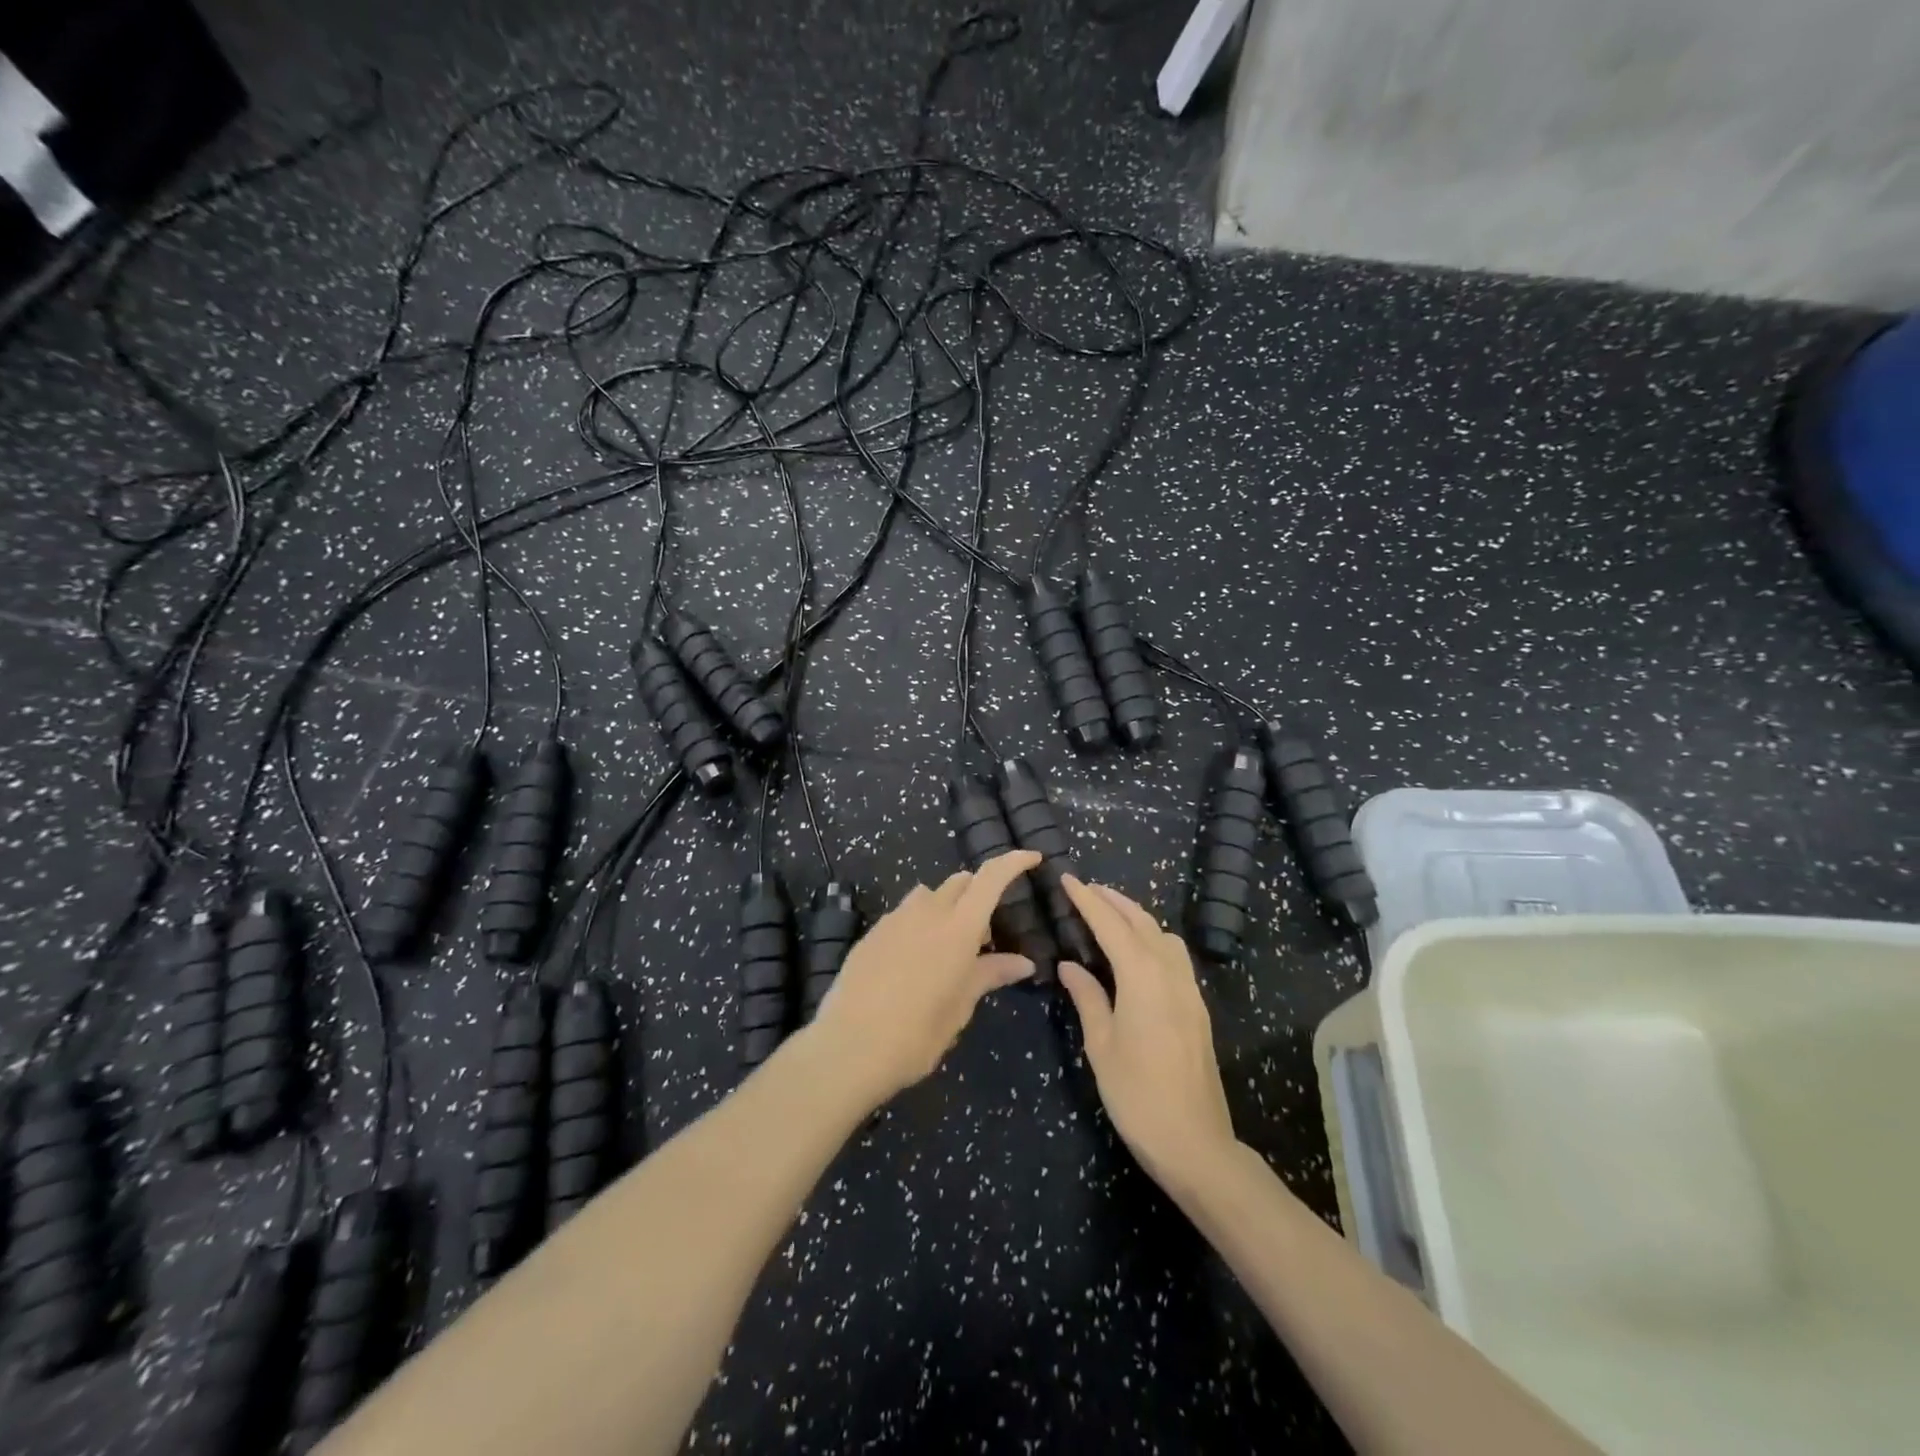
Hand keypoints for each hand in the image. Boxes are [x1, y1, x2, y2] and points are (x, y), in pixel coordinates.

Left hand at [807, 850, 1041, 1106]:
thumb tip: (1024, 962)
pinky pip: (905, 913)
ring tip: (948, 948)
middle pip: (961, 882)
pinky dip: (920, 923)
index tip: (1032, 858)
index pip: (991, 878)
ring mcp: (895, 919)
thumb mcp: (960, 1007)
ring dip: (947, 906)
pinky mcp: (872, 932)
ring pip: (930, 894)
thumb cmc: (916, 1034)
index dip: (1013, 862)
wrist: (848, 1047)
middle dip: (979, 894)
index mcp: (958, 928)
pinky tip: (915, 960)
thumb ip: (990, 975)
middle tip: (985, 937)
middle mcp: (928, 912)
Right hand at [1057, 877, 1238, 1192]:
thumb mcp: (1101, 1046)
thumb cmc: (1137, 1095)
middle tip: (1087, 889)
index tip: (1068, 879)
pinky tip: (1138, 953)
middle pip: (1142, 922)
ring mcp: (1189, 990)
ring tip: (1111, 915)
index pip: (1111, 926)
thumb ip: (1087, 998)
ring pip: (1163, 936)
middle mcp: (1170, 974)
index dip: (1088, 901)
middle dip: (1114, 901)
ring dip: (1137, 918)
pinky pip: (1174, 956)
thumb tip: (1070, 965)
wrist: (1195, 1143)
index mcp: (1142, 977)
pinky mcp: (1197, 1008)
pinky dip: (1153, 939)